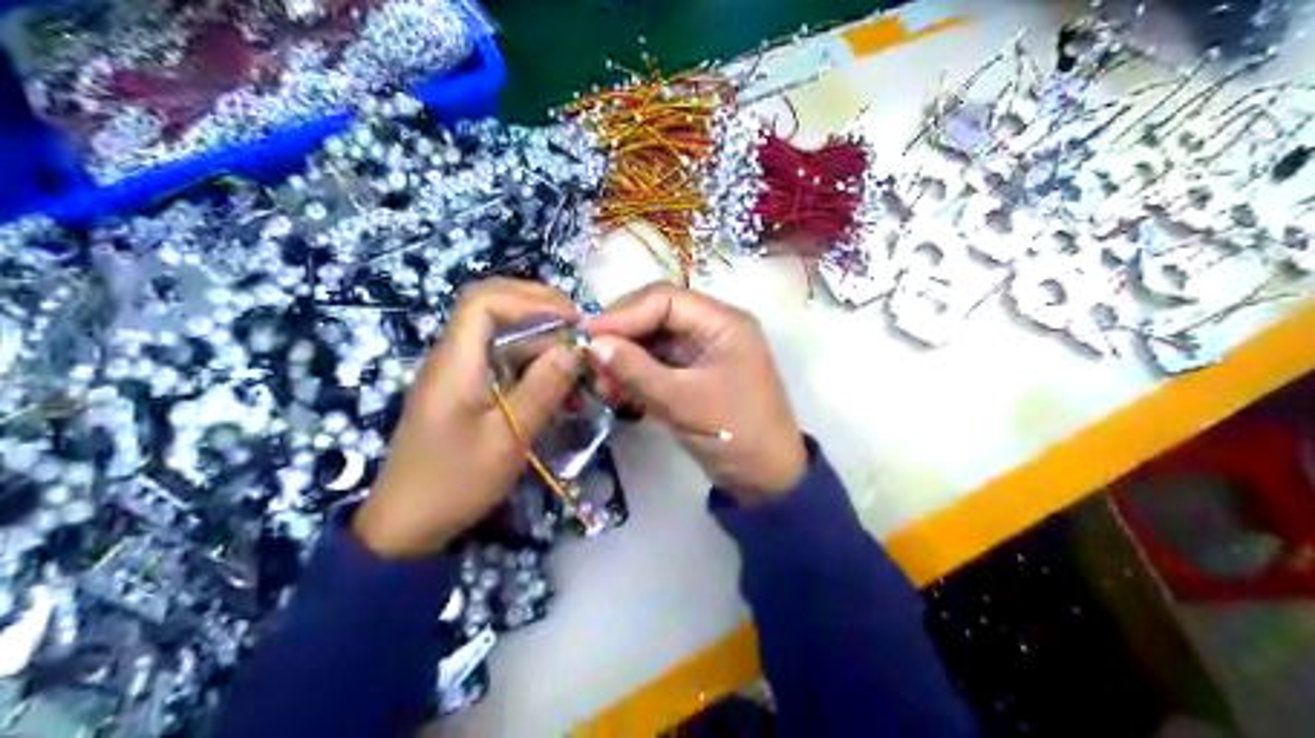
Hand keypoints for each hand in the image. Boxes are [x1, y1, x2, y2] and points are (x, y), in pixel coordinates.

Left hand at [356, 278, 583, 555]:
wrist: (406, 525)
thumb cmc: (456, 482)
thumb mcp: (508, 438)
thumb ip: (542, 388)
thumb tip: (574, 346)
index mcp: (455, 362)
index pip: (485, 300)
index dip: (531, 299)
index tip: (573, 319)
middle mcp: (450, 358)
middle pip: (489, 307)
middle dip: (537, 309)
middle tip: (578, 329)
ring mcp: (453, 375)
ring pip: (495, 334)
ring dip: (536, 337)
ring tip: (573, 356)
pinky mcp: (459, 393)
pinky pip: (495, 360)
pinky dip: (526, 360)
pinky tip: (552, 381)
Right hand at [587, 283, 812, 508]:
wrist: (768, 480)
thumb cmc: (735, 435)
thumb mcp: (683, 402)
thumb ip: (636, 370)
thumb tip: (592, 344)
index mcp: (723, 322)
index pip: (664, 299)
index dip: (623, 314)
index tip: (587, 337)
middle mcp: (713, 327)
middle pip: (656, 314)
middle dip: (622, 335)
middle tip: (589, 361)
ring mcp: (704, 351)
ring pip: (654, 339)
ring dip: (625, 357)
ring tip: (600, 383)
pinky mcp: (695, 374)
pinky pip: (658, 362)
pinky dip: (636, 374)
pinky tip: (616, 391)